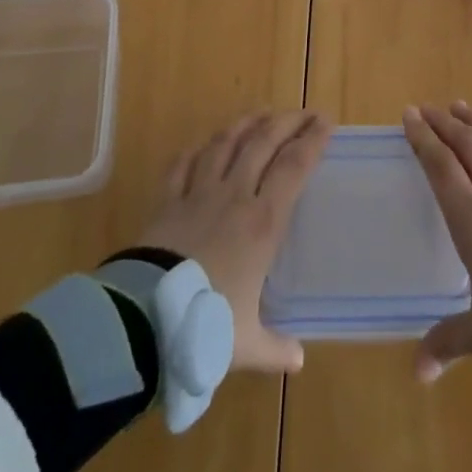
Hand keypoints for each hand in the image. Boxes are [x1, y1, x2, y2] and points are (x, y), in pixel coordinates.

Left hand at [141, 109, 331, 374]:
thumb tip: (298, 359)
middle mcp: (235, 195)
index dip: (313, 140)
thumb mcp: (245, 344)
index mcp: (263, 222)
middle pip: (264, 142)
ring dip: (246, 124)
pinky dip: (196, 150)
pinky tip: (203, 145)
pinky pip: (182, 165)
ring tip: (261, 115)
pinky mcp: (167, 201)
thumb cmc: (204, 326)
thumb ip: (275, 348)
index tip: (327, 123)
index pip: (294, 167)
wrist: (144, 320)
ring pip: (226, 143)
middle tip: (305, 113)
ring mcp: (198, 193)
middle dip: (288, 121)